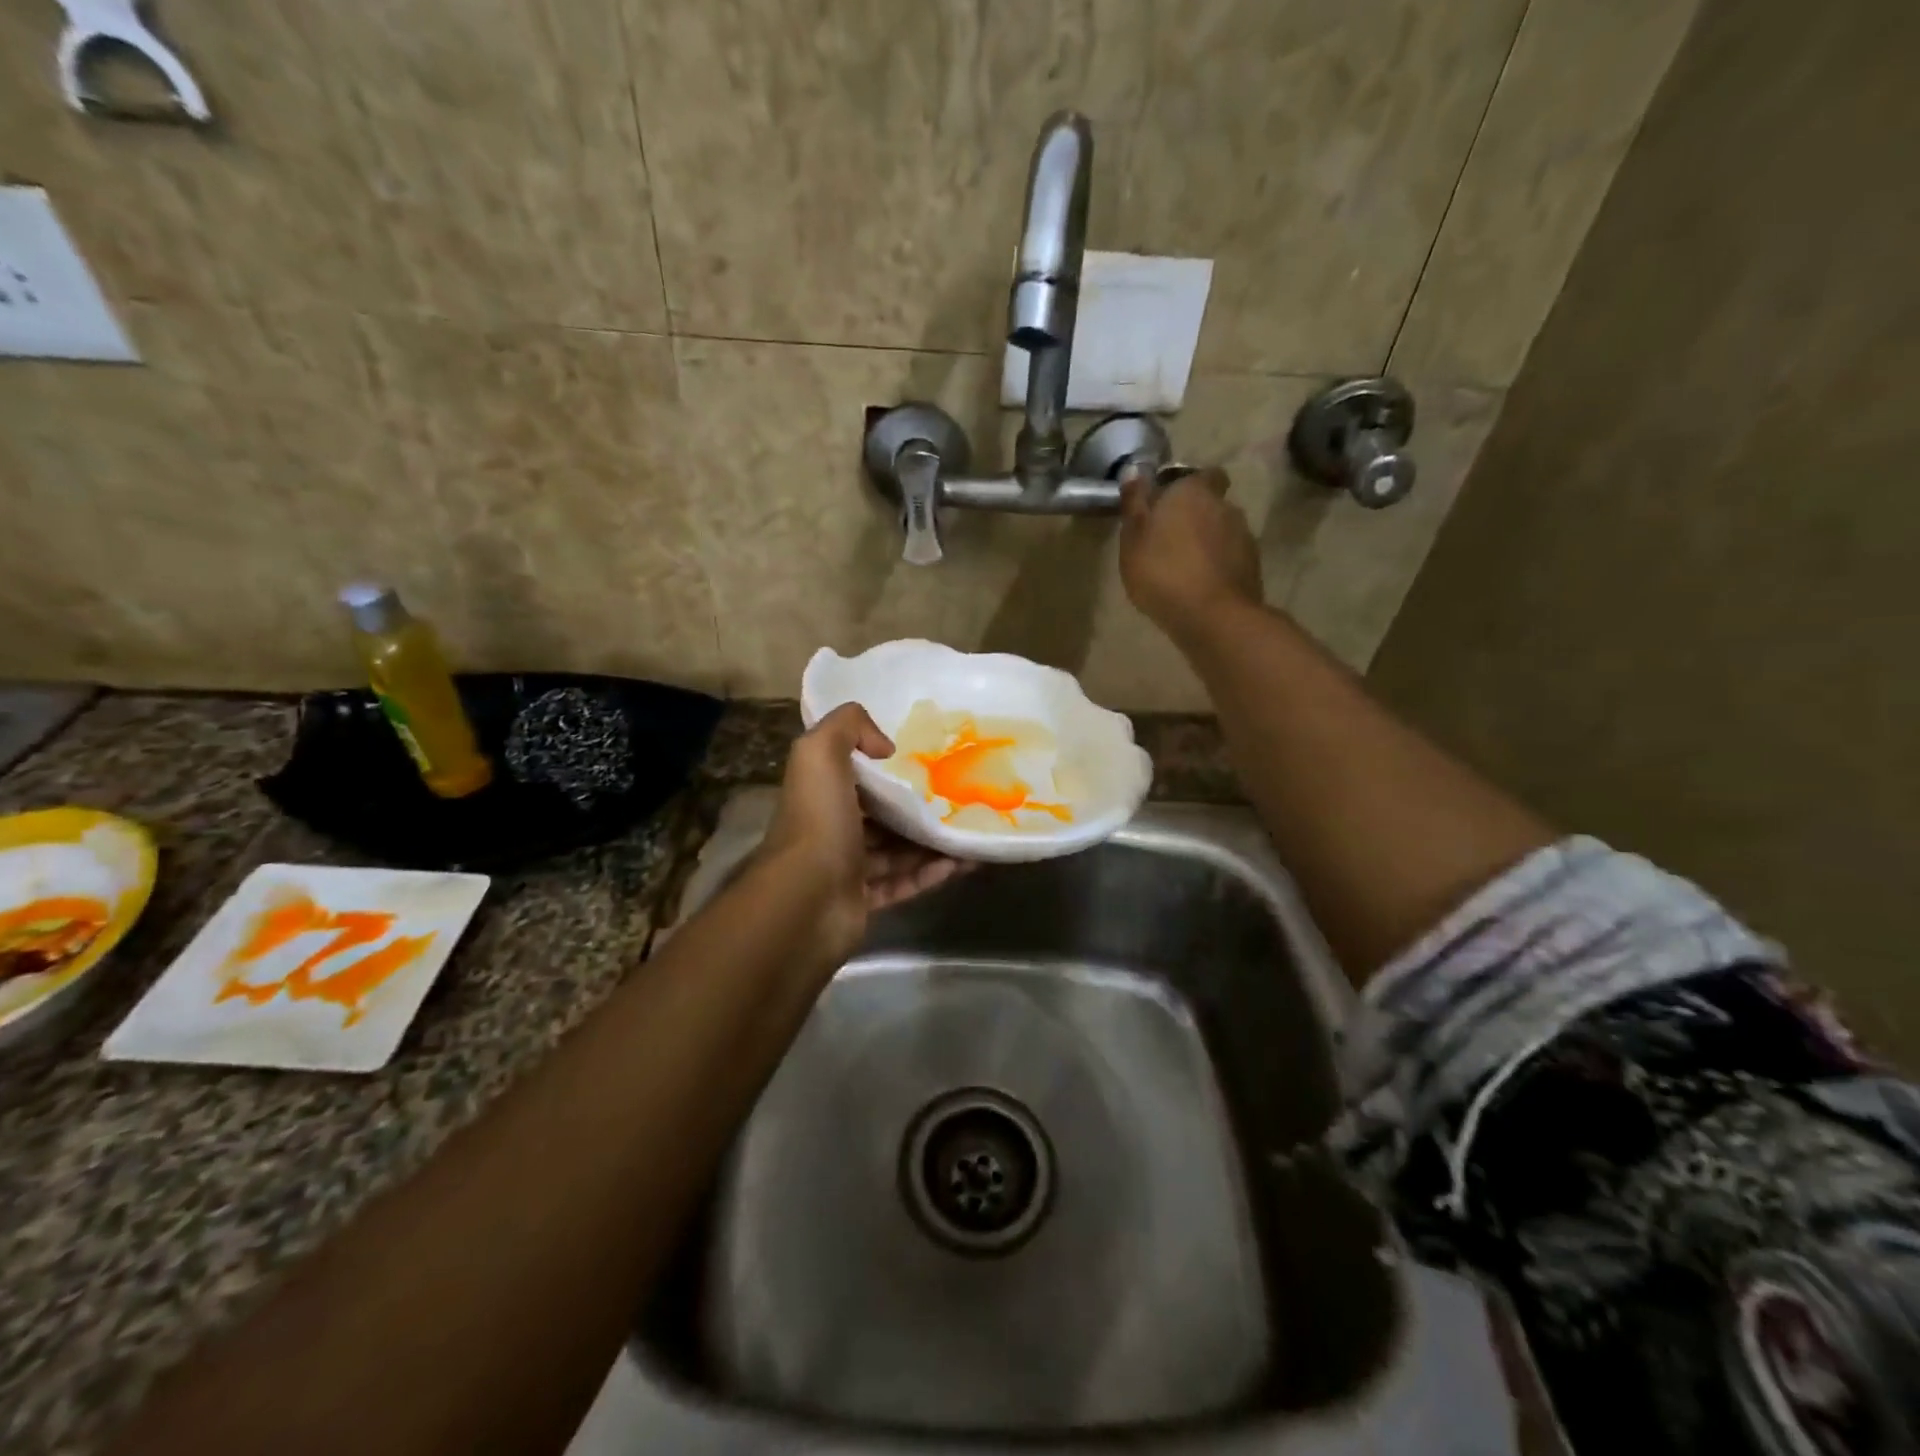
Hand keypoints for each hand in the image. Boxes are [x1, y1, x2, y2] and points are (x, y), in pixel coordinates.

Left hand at [760, 703, 968, 957]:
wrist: (805, 903)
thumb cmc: (817, 822)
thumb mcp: (819, 753)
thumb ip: (847, 726)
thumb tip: (884, 745)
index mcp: (820, 793)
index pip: (855, 774)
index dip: (887, 766)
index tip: (928, 759)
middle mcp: (830, 829)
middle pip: (880, 814)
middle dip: (916, 806)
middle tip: (959, 797)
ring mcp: (846, 869)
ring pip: (896, 850)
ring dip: (932, 841)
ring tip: (970, 831)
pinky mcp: (864, 902)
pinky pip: (904, 882)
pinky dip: (931, 873)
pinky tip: (963, 863)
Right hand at [1119, 467, 1262, 637]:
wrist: (1213, 617)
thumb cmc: (1163, 572)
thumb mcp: (1133, 539)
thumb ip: (1134, 503)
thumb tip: (1134, 470)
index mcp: (1193, 491)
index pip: (1200, 474)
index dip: (1185, 487)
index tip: (1167, 506)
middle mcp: (1225, 506)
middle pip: (1211, 504)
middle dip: (1195, 517)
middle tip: (1169, 542)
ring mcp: (1244, 536)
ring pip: (1222, 532)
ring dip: (1207, 544)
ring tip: (1183, 570)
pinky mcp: (1253, 566)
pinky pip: (1230, 558)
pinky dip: (1217, 566)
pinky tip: (1200, 587)